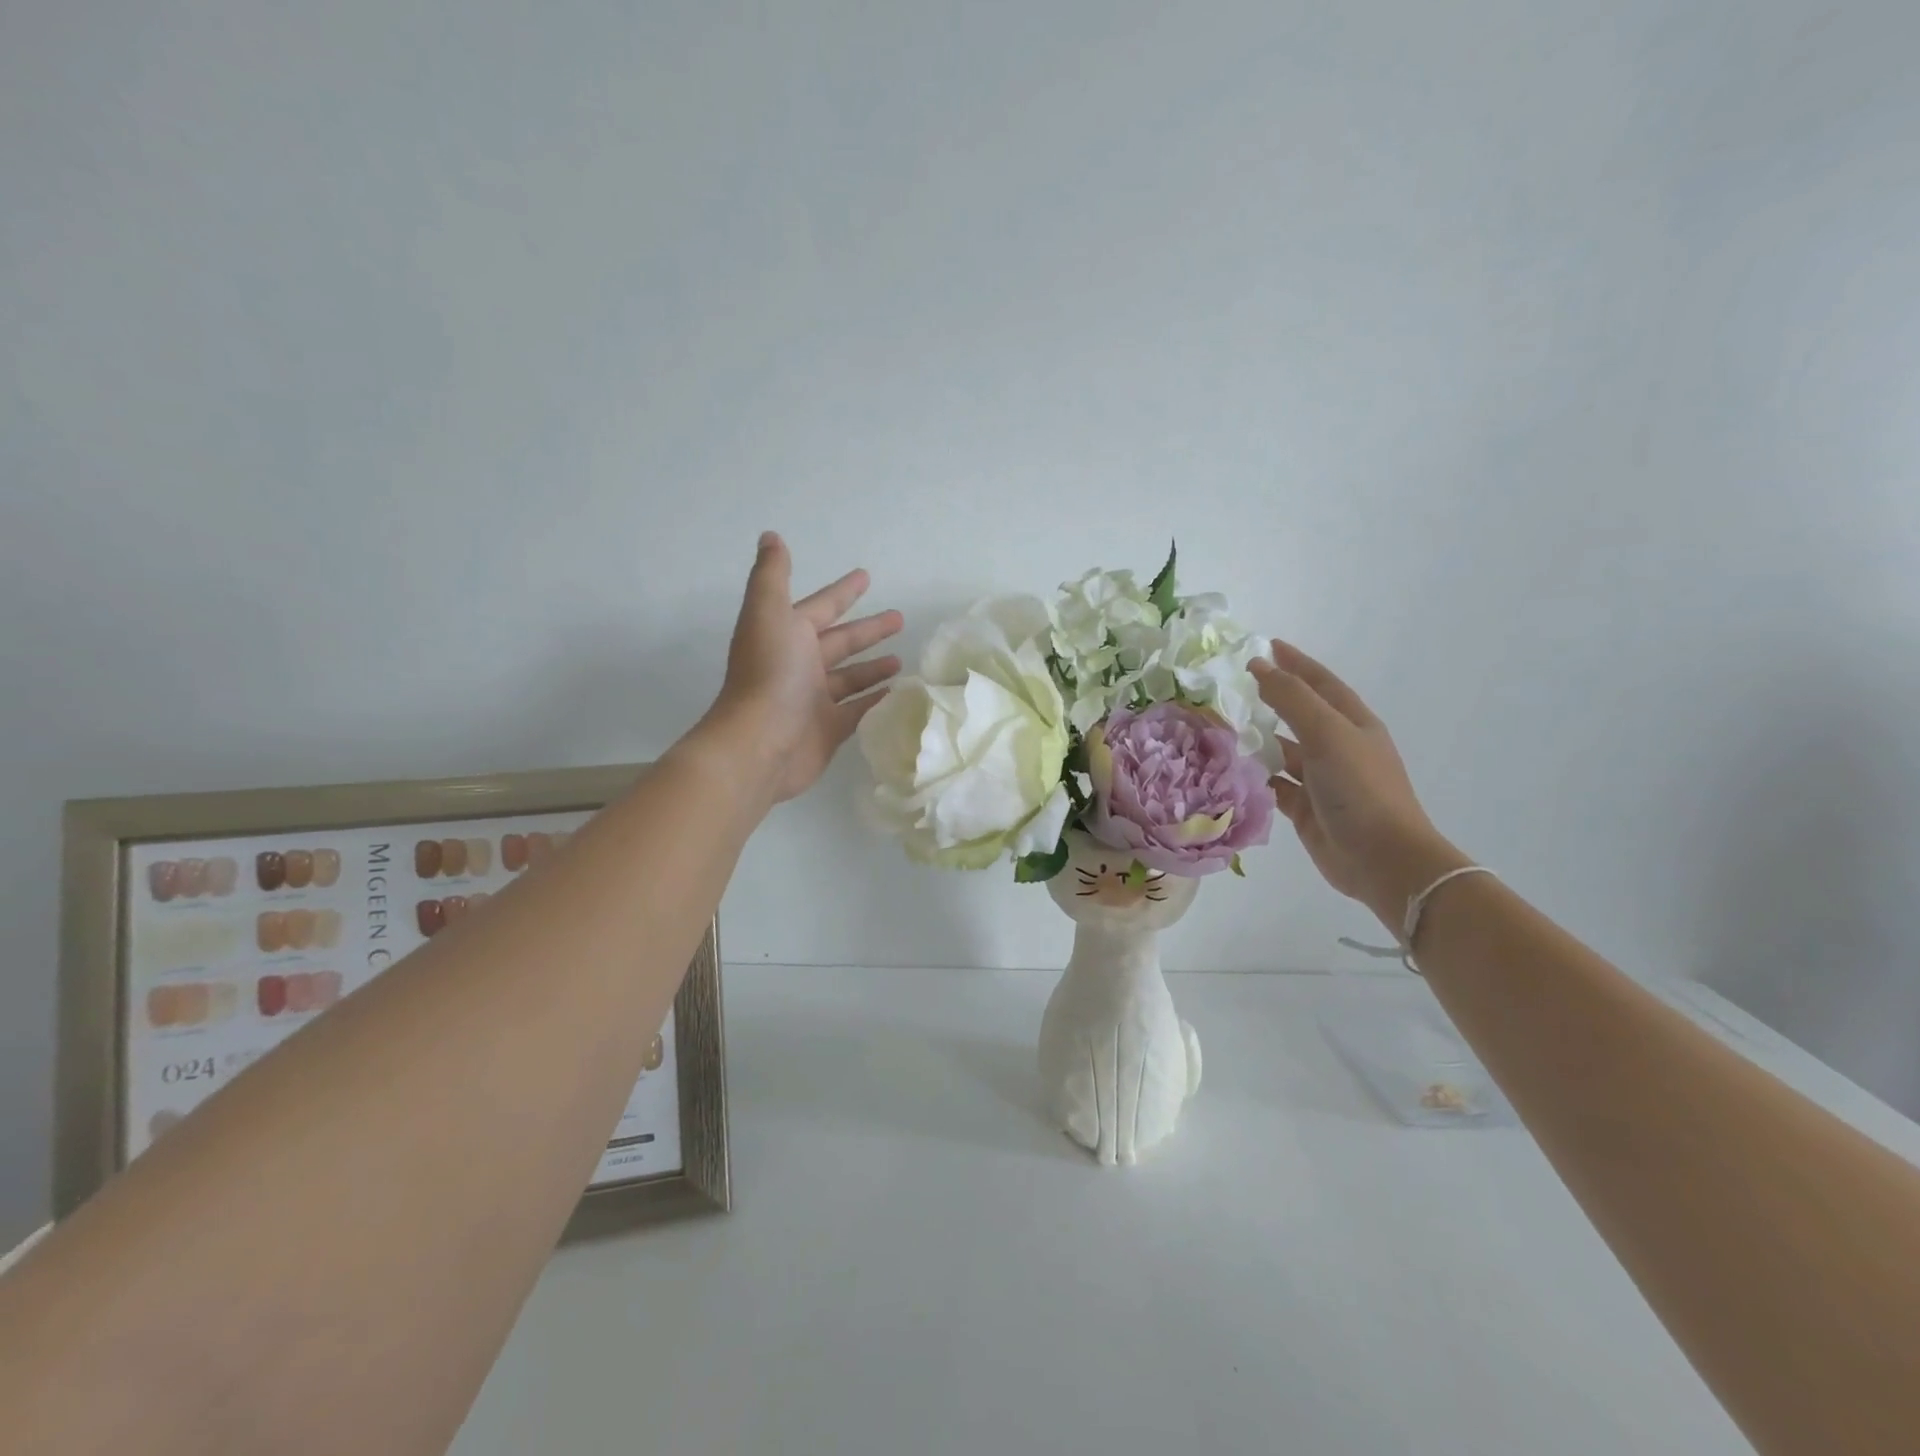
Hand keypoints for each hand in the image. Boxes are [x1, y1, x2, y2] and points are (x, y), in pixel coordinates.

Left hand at [704, 533, 902, 805]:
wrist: (758, 745)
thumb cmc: (769, 675)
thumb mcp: (769, 613)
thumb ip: (773, 575)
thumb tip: (771, 536)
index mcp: (787, 635)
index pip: (821, 607)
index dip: (843, 592)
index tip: (867, 576)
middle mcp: (799, 665)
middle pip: (841, 642)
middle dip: (868, 630)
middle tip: (900, 619)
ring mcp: (814, 700)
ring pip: (850, 678)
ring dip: (874, 667)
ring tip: (903, 660)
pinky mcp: (828, 730)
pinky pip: (857, 710)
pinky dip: (875, 702)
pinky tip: (898, 694)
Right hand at [1251, 640, 1466, 925]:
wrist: (1382, 859)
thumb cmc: (1360, 788)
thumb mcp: (1327, 734)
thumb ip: (1292, 698)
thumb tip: (1258, 667)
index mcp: (1352, 723)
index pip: (1319, 683)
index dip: (1295, 663)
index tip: (1266, 646)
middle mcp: (1338, 747)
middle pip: (1299, 714)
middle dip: (1271, 698)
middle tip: (1233, 686)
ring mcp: (1322, 779)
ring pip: (1283, 750)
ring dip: (1258, 739)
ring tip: (1221, 726)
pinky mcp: (1305, 808)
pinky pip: (1274, 784)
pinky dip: (1255, 776)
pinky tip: (1231, 769)